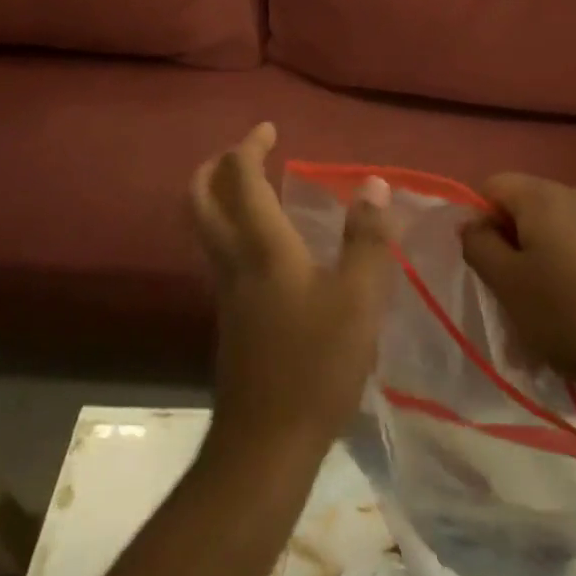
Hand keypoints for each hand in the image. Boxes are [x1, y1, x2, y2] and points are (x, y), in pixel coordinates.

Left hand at [189, 124, 395, 464]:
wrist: (265, 446)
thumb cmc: (315, 366)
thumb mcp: (359, 300)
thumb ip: (368, 239)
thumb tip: (374, 184)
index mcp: (263, 248)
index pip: (242, 181)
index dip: (249, 147)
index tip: (267, 129)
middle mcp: (233, 262)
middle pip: (200, 200)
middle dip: (214, 167)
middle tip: (244, 153)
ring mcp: (225, 293)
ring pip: (205, 229)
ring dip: (218, 197)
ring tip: (255, 189)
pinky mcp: (230, 320)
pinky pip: (219, 255)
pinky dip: (231, 230)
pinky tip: (266, 247)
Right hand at [460, 173, 575, 414]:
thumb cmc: (571, 317)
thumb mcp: (508, 286)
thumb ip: (478, 245)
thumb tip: (473, 223)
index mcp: (544, 195)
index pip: (492, 186)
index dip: (480, 221)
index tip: (488, 265)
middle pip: (525, 205)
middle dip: (512, 242)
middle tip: (513, 291)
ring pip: (555, 228)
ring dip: (541, 258)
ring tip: (547, 308)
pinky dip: (571, 267)